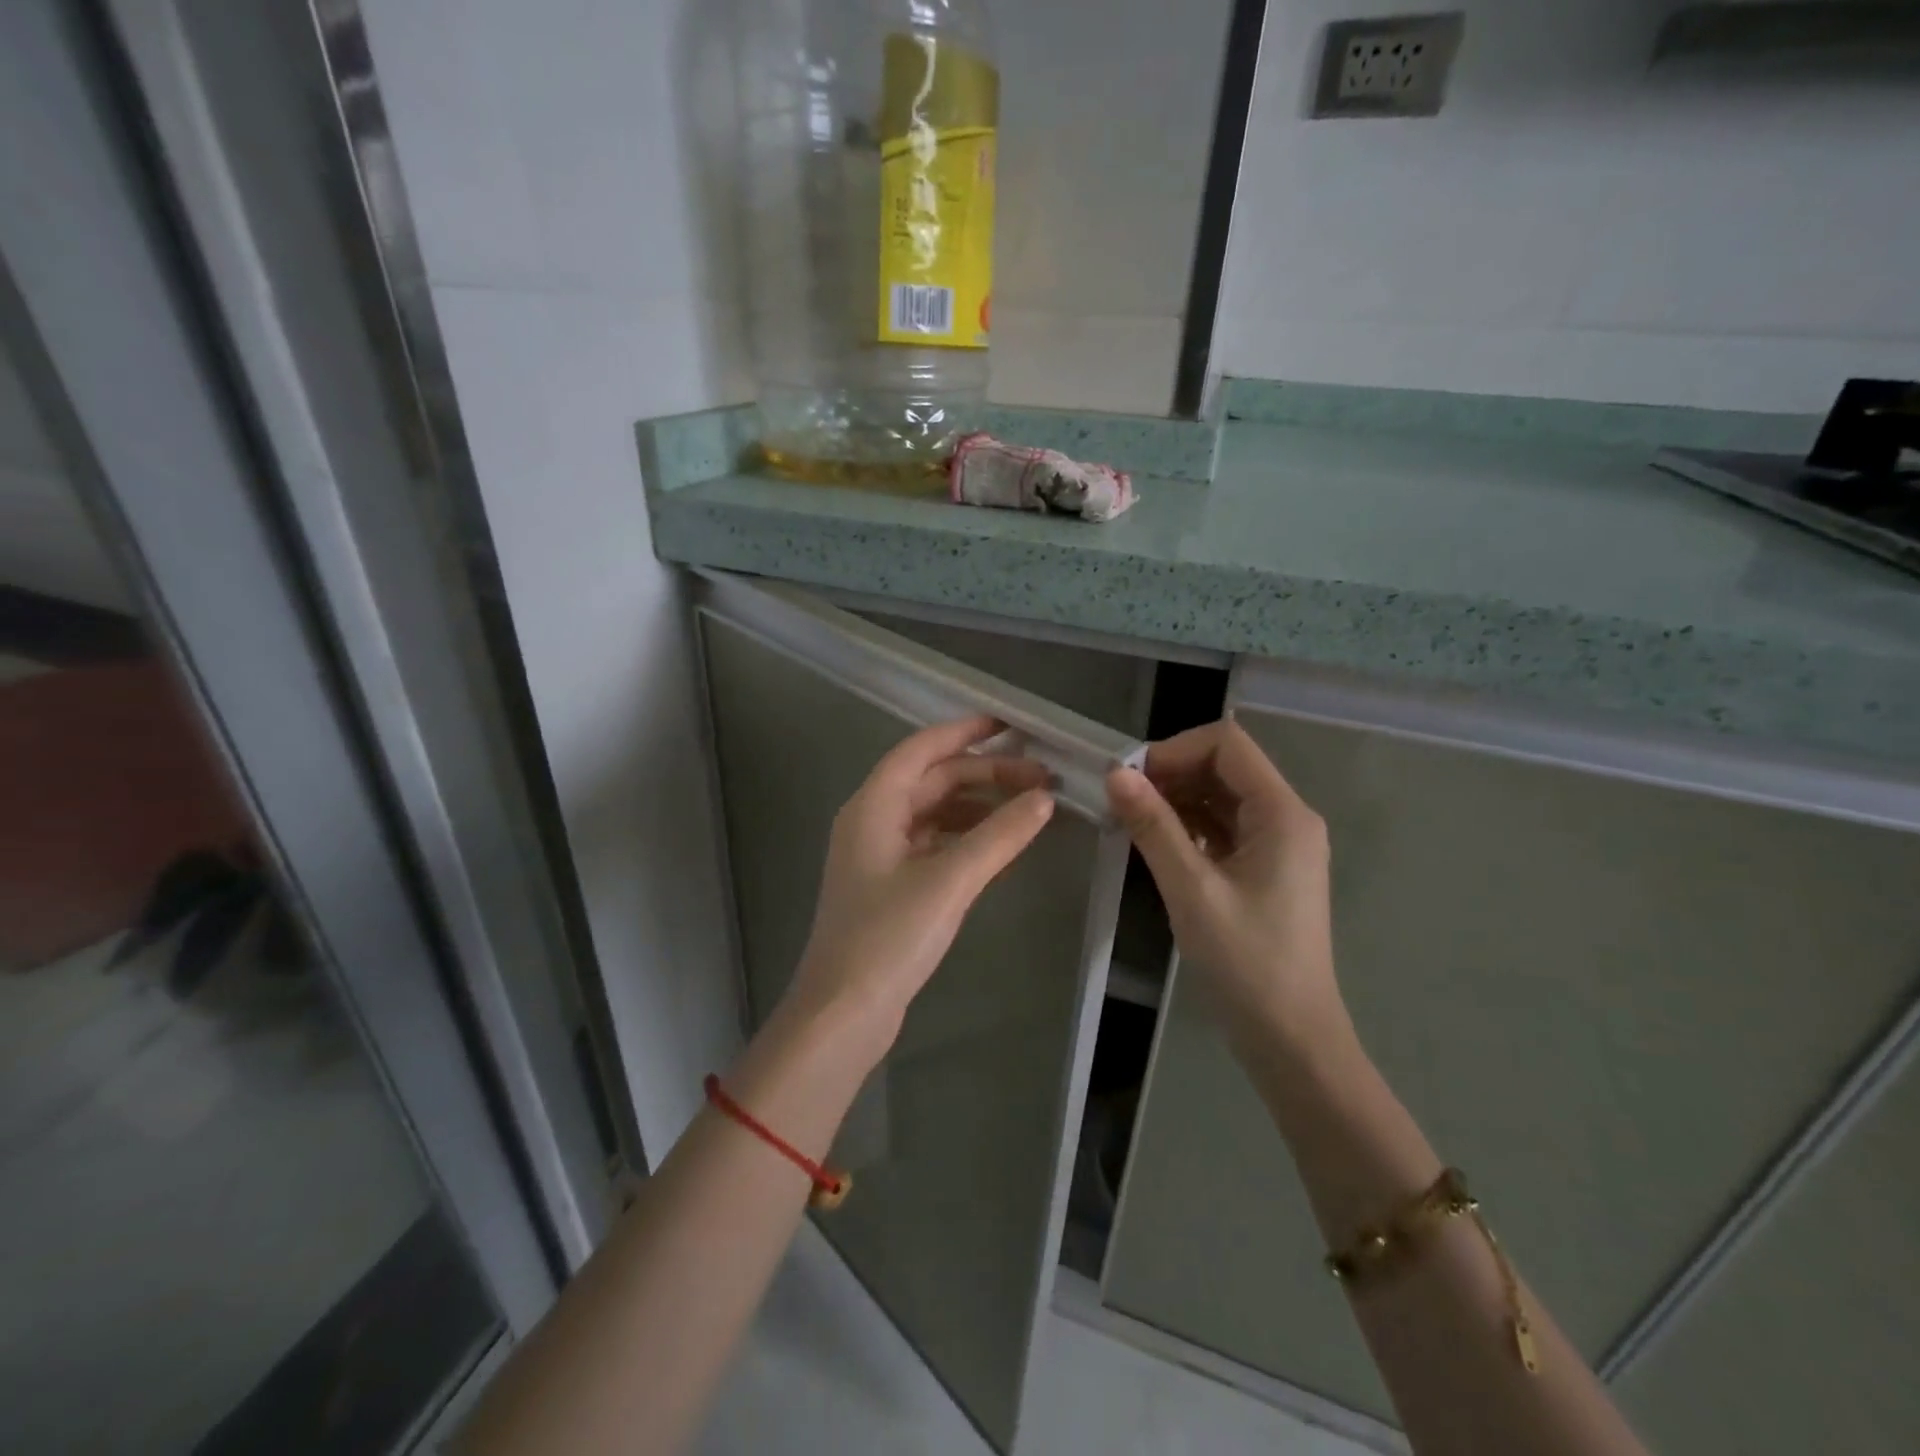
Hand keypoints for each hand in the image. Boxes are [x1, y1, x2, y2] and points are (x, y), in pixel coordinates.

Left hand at [783, 716, 1055, 1060]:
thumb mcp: (949, 881)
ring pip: (935, 813)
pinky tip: (999, 846)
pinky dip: (966, 837)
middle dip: (985, 774)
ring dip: (978, 806)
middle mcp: (872, 821)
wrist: (843, 1013)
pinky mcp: (890, 886)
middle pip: (933, 781)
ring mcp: (879, 856)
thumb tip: (1044, 798)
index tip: (1010, 725)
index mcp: (873, 806)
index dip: (964, 732)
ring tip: (1028, 809)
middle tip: (1041, 779)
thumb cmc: (888, 938)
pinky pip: (934, 844)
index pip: (921, 750)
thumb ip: (998, 836)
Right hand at [1107, 718, 1347, 1056]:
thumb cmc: (1246, 962)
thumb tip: (1115, 774)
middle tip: (1122, 799)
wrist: (1290, 1037)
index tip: (1130, 778)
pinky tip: (1156, 842)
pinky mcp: (1266, 868)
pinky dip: (1189, 826)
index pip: (1228, 744)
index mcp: (1282, 814)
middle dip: (1171, 773)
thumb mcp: (1191, 889)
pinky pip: (1224, 828)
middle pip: (1225, 766)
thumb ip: (1153, 826)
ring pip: (1222, 797)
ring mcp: (1279, 844)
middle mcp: (1287, 818)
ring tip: (1131, 819)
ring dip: (1177, 799)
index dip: (1175, 749)